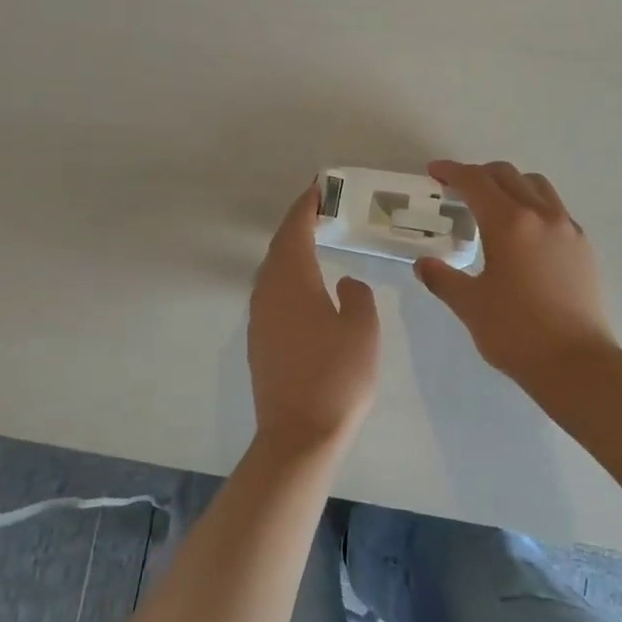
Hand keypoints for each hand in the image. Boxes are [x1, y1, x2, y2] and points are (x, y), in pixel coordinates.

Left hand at [248, 184, 381, 453]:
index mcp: (292, 281)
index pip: (295, 230)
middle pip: (279, 247)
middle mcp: (268, 292)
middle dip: (296, 225)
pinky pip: (271, 293)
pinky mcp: (259, 341)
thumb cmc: (338, 376)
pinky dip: (287, 276)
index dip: (305, 206)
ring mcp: (259, 318)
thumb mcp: (362, 330)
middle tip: (319, 210)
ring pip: (272, 271)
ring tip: (314, 242)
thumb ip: (357, 297)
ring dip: (290, 251)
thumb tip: (344, 283)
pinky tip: (304, 287)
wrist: (300, 433)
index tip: (318, 188)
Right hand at [414, 160, 616, 385]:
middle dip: (479, 175)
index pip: (475, 181)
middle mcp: (541, 215)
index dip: (451, 171)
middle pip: (507, 175)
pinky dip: (532, 206)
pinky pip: (554, 209)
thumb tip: (424, 264)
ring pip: (536, 186)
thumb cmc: (515, 332)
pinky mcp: (583, 247)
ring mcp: (567, 229)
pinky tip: (522, 234)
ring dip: (510, 184)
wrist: (576, 363)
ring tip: (492, 206)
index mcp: (509, 223)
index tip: (434, 172)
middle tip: (457, 189)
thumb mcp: (469, 305)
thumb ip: (442, 278)